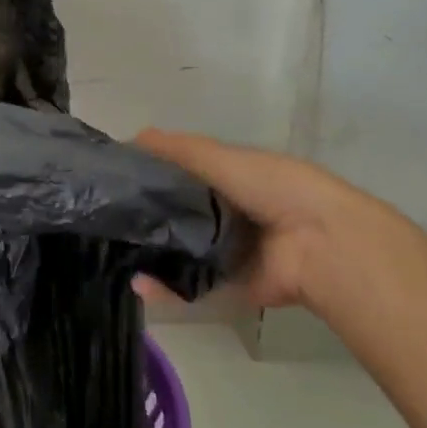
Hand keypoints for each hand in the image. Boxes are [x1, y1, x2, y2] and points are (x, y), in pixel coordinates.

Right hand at [134, 128, 426, 311]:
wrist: (321, 243)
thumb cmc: (272, 187)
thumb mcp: (222, 158)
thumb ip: (179, 150)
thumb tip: (132, 138)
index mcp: (229, 180)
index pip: (180, 175)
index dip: (150, 174)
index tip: (113, 178)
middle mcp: (227, 215)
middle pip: (177, 215)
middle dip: (145, 217)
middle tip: (105, 218)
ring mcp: (228, 253)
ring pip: (179, 252)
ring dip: (150, 254)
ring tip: (112, 252)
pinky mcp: (230, 286)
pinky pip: (191, 287)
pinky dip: (165, 289)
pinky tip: (137, 283)